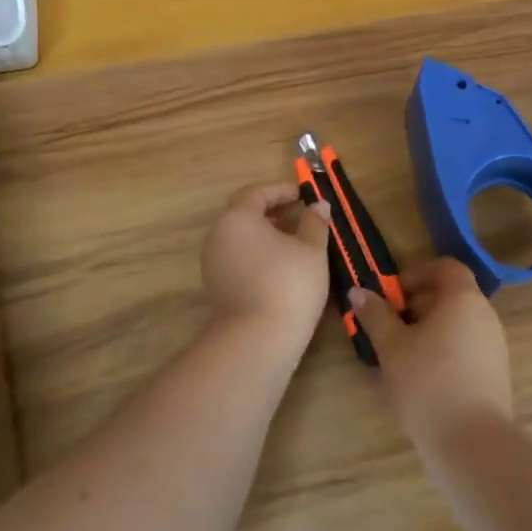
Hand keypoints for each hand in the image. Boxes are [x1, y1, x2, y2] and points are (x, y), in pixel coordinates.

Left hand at [201, 183, 332, 351]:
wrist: (257, 340)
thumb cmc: (288, 283)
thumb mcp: (311, 249)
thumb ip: (314, 222)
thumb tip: (318, 205)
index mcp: (237, 218)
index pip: (256, 192)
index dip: (282, 190)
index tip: (304, 195)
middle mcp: (218, 235)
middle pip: (245, 214)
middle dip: (275, 212)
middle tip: (302, 217)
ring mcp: (214, 263)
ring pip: (242, 238)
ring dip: (268, 235)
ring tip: (298, 243)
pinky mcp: (217, 287)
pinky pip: (239, 258)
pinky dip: (259, 255)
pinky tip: (283, 267)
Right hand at [351, 258, 511, 449]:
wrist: (472, 442)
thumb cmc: (427, 383)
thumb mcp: (391, 347)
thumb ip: (375, 315)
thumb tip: (359, 291)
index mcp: (463, 298)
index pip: (445, 267)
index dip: (416, 274)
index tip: (392, 296)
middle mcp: (485, 315)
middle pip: (452, 295)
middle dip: (419, 304)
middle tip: (391, 326)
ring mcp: (495, 345)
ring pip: (459, 323)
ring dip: (431, 329)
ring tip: (402, 354)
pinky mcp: (496, 373)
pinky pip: (468, 347)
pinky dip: (445, 350)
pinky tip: (423, 378)